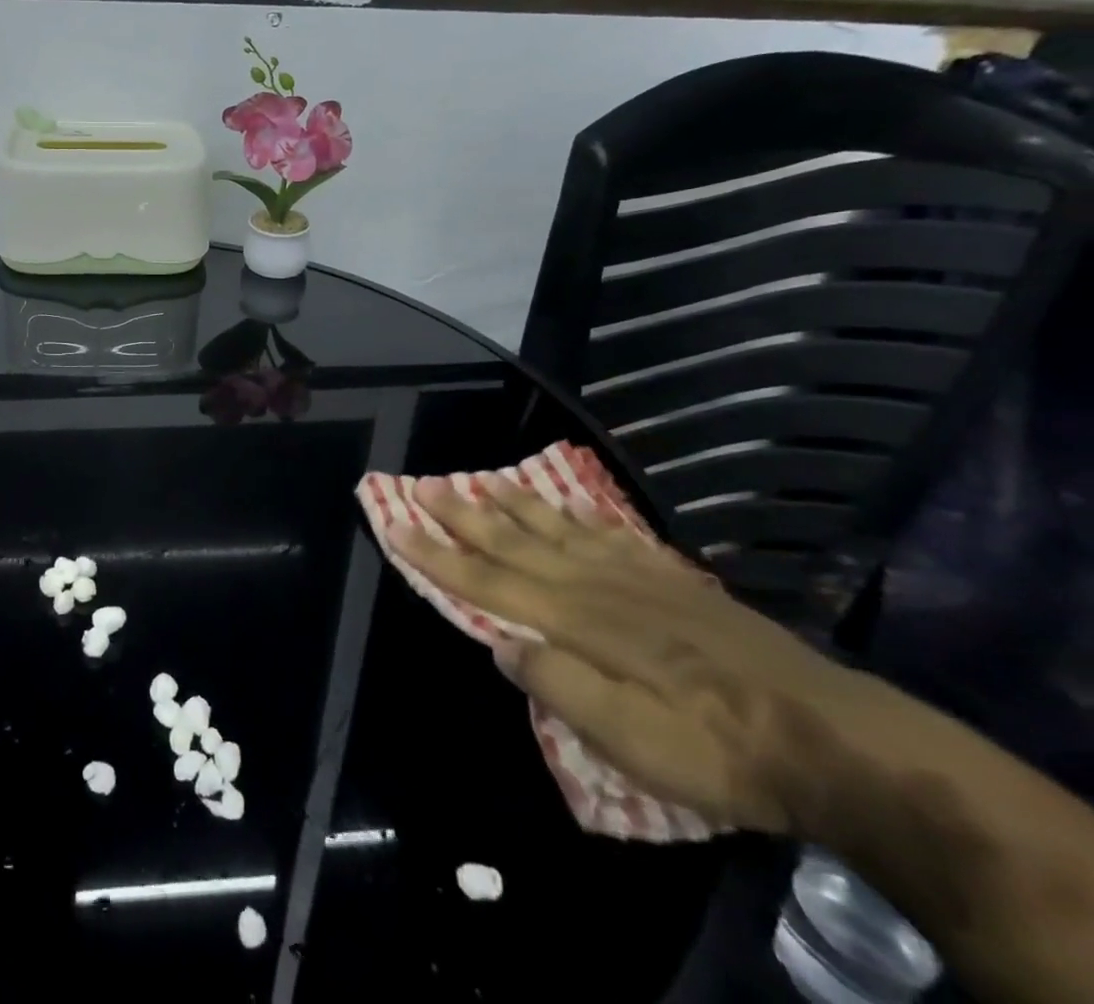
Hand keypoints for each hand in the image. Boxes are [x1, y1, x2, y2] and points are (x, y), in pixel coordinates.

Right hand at [391, 475, 872, 834]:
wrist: (833, 738)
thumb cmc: (719, 751)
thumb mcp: (634, 742)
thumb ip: (561, 688)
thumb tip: (500, 645)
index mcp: (576, 624)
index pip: (488, 582)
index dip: (437, 555)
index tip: (397, 525)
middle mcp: (595, 587)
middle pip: (514, 543)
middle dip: (463, 514)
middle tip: (424, 483)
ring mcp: (636, 577)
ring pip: (557, 529)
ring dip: (513, 504)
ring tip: (480, 478)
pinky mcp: (672, 580)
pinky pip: (611, 534)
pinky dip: (578, 515)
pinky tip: (569, 507)